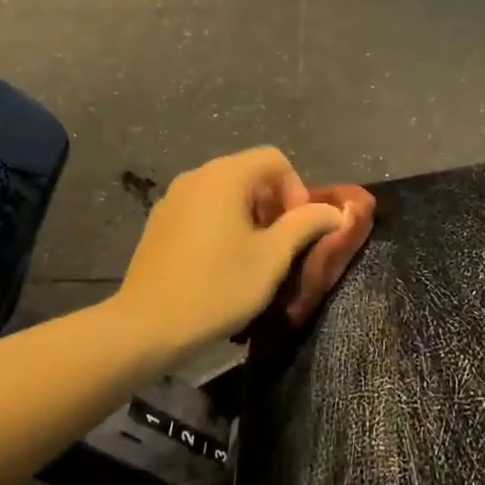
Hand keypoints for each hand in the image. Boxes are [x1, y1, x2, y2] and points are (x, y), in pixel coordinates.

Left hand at [116, 147, 346, 358]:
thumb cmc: (217, 287)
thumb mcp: (272, 257)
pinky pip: (201, 209)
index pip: (274, 159)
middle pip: (248, 173)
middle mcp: (196, 176)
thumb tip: (336, 211)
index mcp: (224, 176)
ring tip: (252, 256)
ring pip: (224, 193)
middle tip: (280, 244)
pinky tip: (220, 263)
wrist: (148, 325)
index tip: (296, 228)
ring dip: (248, 216)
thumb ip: (306, 225)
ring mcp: (172, 199)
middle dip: (273, 204)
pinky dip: (221, 224)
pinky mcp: (159, 223)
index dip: (296, 189)